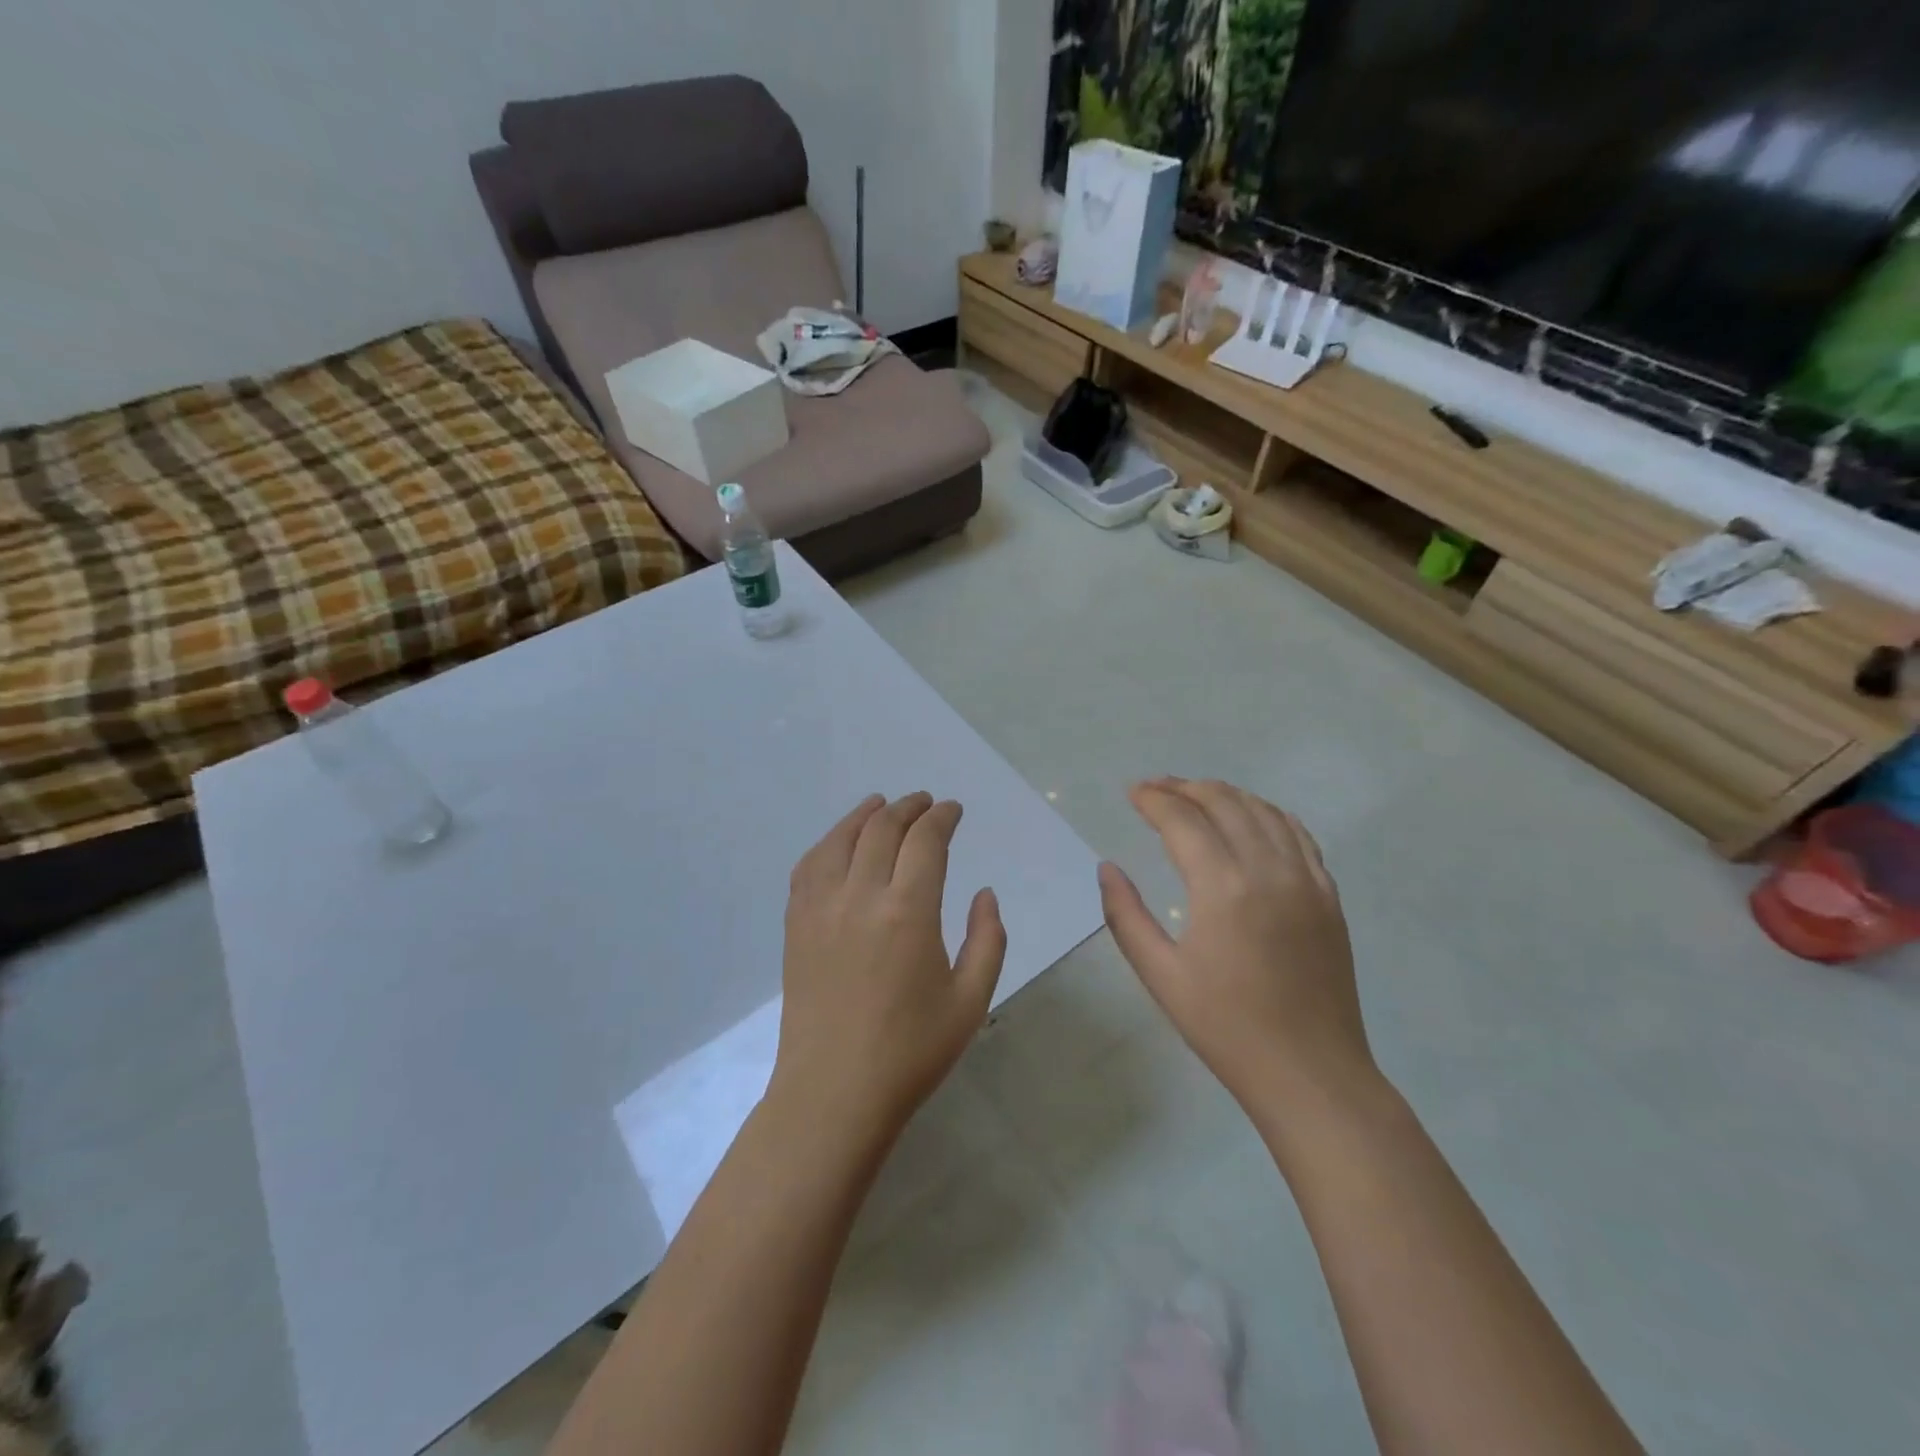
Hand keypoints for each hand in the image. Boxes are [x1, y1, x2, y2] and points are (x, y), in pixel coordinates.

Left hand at [772, 792, 1007, 1139]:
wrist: (834, 1093)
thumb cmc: (911, 1052)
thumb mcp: (970, 1000)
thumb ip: (987, 939)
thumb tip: (984, 893)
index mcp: (908, 912)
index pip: (926, 840)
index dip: (942, 818)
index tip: (954, 811)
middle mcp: (860, 896)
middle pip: (883, 829)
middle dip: (909, 808)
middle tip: (927, 804)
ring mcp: (821, 908)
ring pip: (841, 839)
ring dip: (865, 814)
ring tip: (882, 805)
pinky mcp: (796, 925)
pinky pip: (809, 866)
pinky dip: (828, 842)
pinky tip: (839, 843)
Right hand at [1098, 778, 1374, 1108]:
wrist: (1311, 1073)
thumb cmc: (1226, 1028)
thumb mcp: (1160, 976)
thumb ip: (1126, 916)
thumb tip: (1107, 868)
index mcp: (1222, 888)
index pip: (1183, 820)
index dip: (1154, 799)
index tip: (1131, 792)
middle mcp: (1268, 870)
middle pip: (1224, 803)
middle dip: (1185, 787)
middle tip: (1155, 788)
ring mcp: (1306, 880)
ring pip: (1264, 811)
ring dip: (1226, 794)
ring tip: (1196, 794)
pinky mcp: (1329, 896)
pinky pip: (1299, 834)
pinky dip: (1269, 813)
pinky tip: (1253, 816)